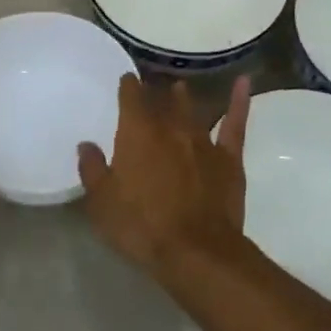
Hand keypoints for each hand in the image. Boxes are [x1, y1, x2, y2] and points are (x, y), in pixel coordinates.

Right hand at [78, 73, 249, 272]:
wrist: (196, 250)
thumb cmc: (141, 226)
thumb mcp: (102, 203)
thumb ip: (93, 169)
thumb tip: (86, 145)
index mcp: (137, 133)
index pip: (131, 97)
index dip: (127, 86)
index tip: (125, 80)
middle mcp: (170, 127)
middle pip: (161, 101)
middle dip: (154, 91)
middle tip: (149, 86)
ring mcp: (203, 141)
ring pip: (192, 110)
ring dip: (183, 97)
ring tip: (179, 87)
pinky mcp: (229, 158)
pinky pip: (234, 123)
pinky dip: (239, 101)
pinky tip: (243, 82)